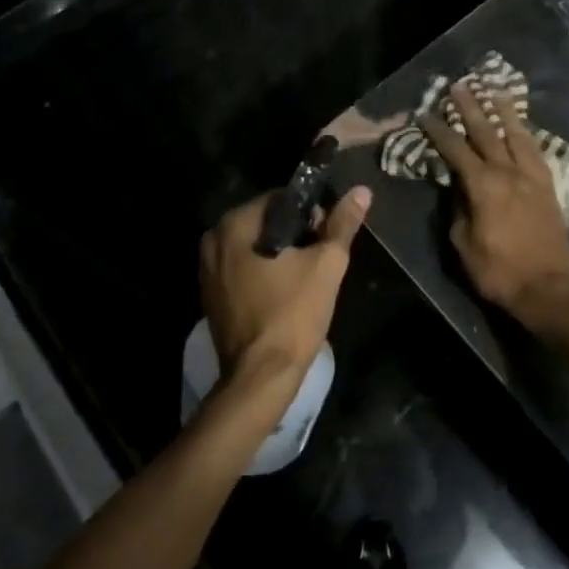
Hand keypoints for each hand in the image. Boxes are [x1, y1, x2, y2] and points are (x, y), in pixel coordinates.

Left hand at [199, 185, 371, 393]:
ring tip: (307, 276)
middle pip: (265, 223)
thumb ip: (342, 224)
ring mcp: (207, 271)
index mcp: (234, 225)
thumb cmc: (293, 314)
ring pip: (254, 247)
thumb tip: (361, 191)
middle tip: (321, 257)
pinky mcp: (211, 297)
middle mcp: (212, 241)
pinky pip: (243, 270)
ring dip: (280, 254)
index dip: (310, 212)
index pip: (279, 199)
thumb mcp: (326, 264)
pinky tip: (286, 292)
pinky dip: (264, 273)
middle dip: (295, 234)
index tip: (327, 234)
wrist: (261, 377)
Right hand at [421, 84, 568, 323]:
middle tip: (459, 85)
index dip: (439, 131)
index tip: (426, 113)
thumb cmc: (498, 270)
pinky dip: (525, 134)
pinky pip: (535, 151)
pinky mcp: (548, 187)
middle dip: (471, 107)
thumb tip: (457, 188)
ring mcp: (532, 177)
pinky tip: (521, 128)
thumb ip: (458, 209)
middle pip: (487, 132)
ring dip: (504, 111)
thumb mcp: (463, 243)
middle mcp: (509, 172)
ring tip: (495, 90)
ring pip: (516, 135)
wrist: (548, 288)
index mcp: (483, 185)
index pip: (455, 150)